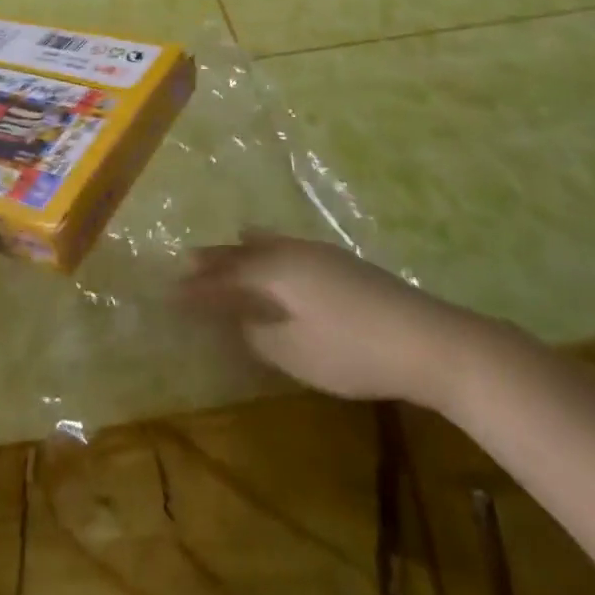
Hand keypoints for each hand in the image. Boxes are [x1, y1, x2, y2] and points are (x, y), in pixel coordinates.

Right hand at [179, 230, 446, 402]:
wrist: (424, 338)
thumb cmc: (351, 350)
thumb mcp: (295, 353)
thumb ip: (259, 334)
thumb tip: (241, 320)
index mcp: (275, 271)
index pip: (226, 277)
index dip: (199, 287)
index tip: (171, 292)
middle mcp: (292, 252)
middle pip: (245, 252)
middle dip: (217, 259)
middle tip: (188, 260)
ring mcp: (319, 253)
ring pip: (269, 244)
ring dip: (244, 249)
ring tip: (229, 241)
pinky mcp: (340, 262)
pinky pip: (288, 246)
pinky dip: (270, 247)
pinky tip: (277, 250)